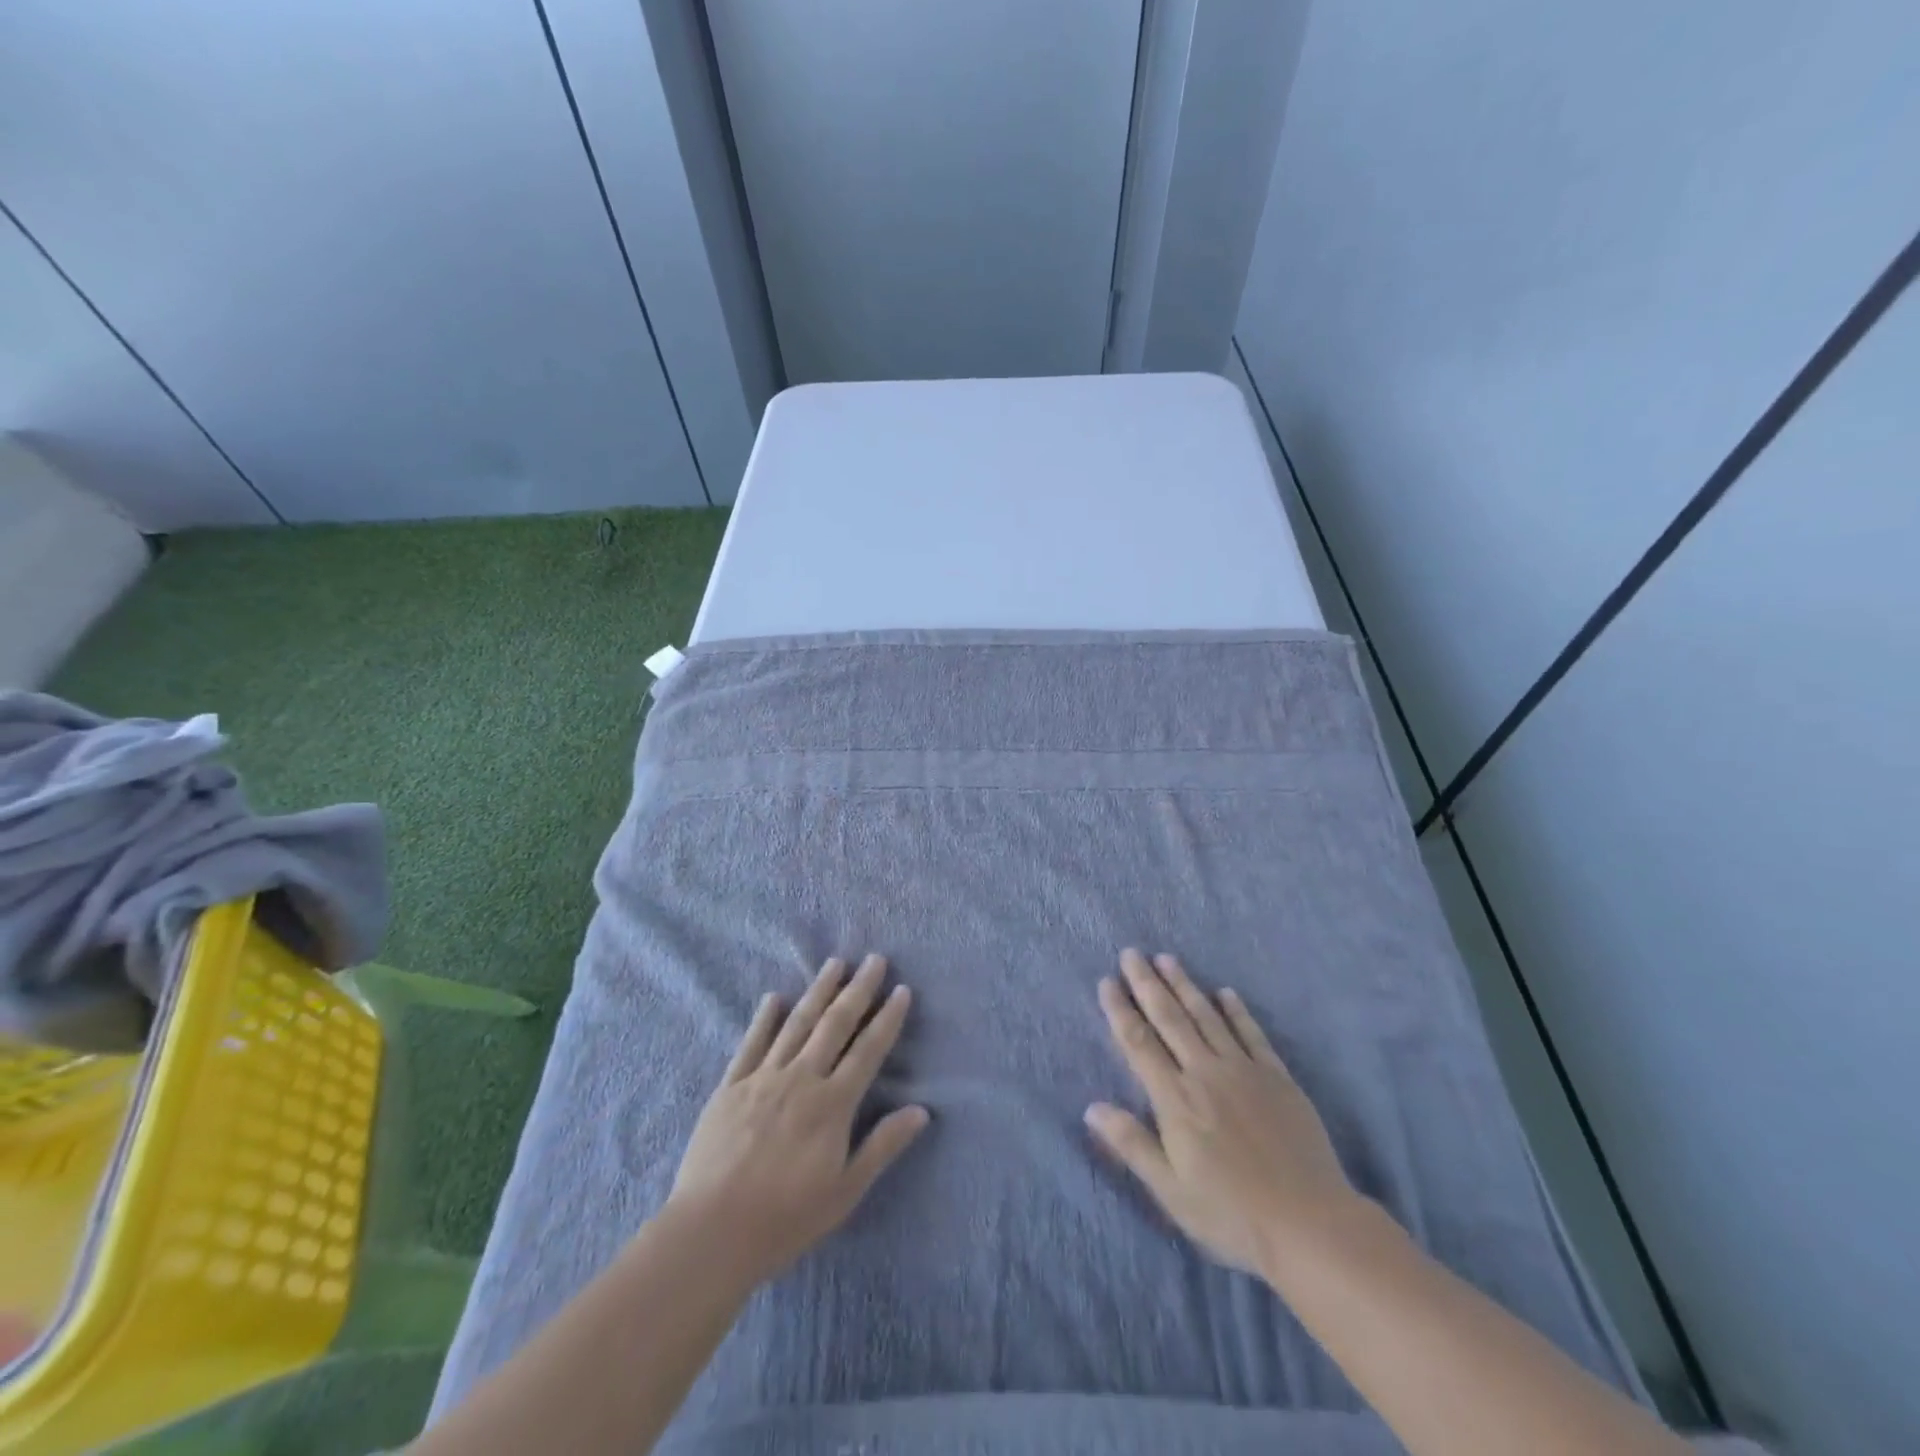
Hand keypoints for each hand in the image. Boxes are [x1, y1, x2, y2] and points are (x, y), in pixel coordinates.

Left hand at [667, 955, 928, 1286]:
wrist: (711, 1233)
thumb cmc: (785, 1219)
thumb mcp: (845, 1192)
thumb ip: (882, 1146)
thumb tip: (921, 1111)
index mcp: (832, 1104)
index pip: (868, 1050)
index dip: (888, 1019)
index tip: (902, 990)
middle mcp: (801, 1079)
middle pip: (835, 1024)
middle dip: (858, 990)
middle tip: (875, 959)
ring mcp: (763, 1078)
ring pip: (796, 1023)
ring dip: (818, 990)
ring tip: (835, 963)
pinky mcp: (730, 1087)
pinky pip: (751, 1043)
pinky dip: (764, 1018)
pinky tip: (774, 997)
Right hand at [1086, 949, 1358, 1277]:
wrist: (1310, 1224)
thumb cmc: (1231, 1214)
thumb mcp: (1171, 1191)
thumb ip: (1132, 1144)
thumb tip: (1092, 1107)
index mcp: (1175, 1100)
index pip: (1139, 1043)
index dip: (1120, 1011)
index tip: (1107, 981)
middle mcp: (1205, 1073)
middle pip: (1170, 1019)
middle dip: (1147, 984)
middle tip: (1132, 954)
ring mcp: (1244, 1071)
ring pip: (1207, 1017)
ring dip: (1185, 985)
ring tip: (1167, 958)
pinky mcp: (1277, 1078)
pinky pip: (1252, 1034)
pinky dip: (1236, 1011)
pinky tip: (1225, 992)